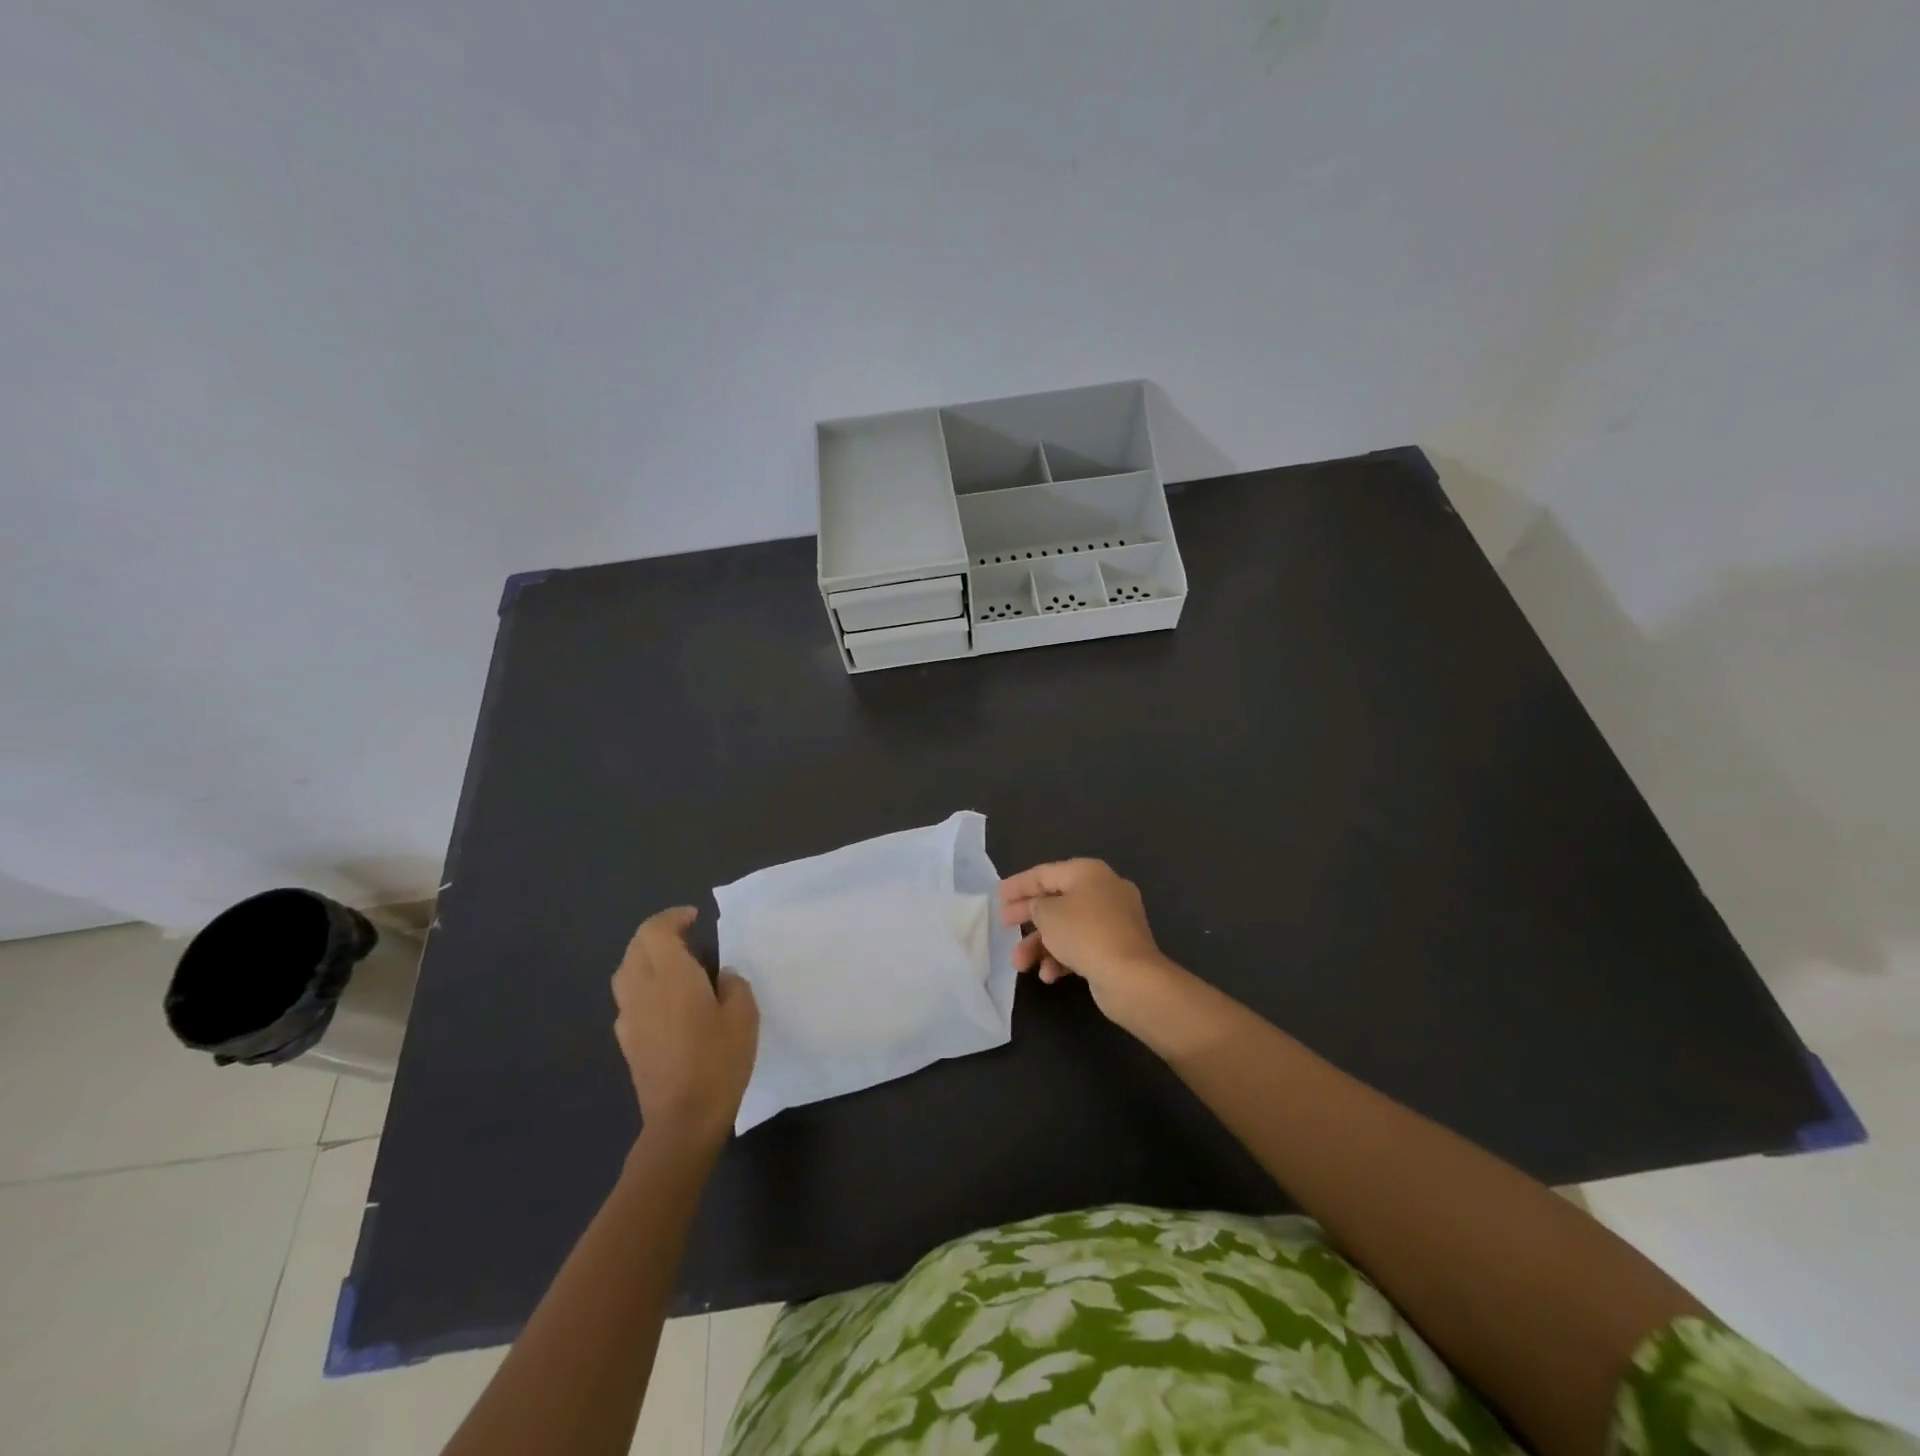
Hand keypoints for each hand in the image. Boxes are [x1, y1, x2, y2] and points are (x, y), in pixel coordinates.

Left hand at [611, 907, 758, 1149]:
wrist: (682, 1121)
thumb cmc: (718, 1061)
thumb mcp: (744, 1016)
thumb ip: (734, 986)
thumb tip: (722, 976)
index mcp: (671, 976)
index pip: (655, 931)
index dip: (672, 918)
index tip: (694, 918)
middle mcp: (642, 990)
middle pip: (636, 948)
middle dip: (657, 935)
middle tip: (686, 937)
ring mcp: (629, 1018)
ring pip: (627, 973)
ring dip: (646, 959)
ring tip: (675, 966)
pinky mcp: (627, 1042)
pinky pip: (629, 999)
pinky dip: (644, 986)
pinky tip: (667, 1003)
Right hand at [998, 859, 1188, 1033]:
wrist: (1131, 977)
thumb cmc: (1084, 934)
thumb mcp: (1048, 914)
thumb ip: (1036, 905)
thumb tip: (1040, 908)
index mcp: (1088, 872)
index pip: (1044, 873)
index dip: (1018, 885)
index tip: (997, 897)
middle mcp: (1103, 890)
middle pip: (1056, 900)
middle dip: (1027, 917)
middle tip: (1004, 927)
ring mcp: (1114, 920)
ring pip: (1067, 927)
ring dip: (1041, 945)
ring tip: (1020, 965)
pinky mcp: (1117, 946)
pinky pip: (1082, 945)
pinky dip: (1063, 957)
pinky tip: (1049, 976)